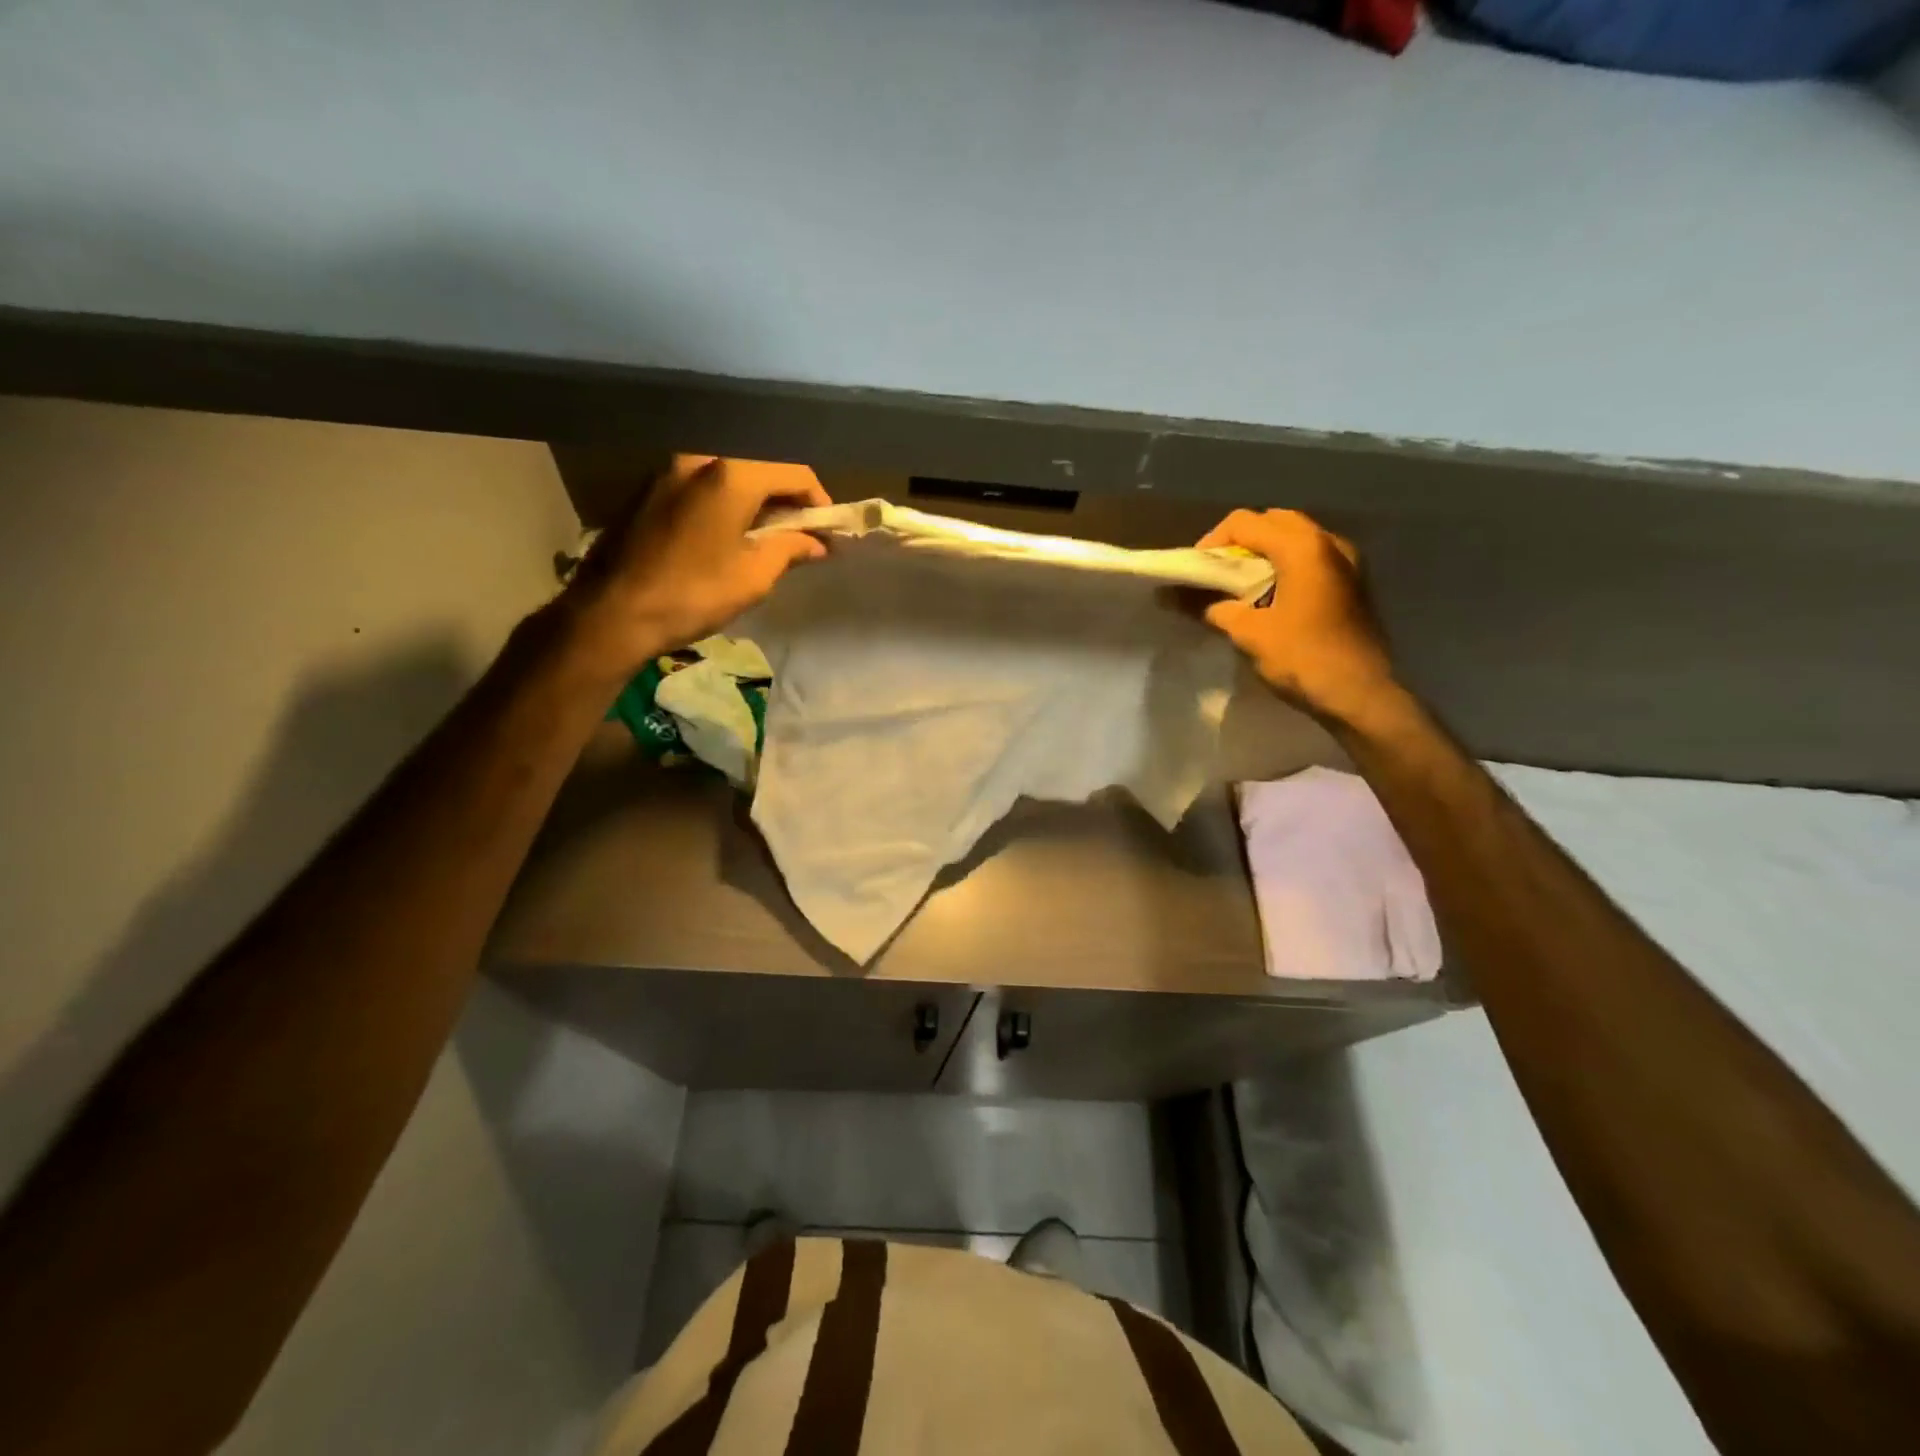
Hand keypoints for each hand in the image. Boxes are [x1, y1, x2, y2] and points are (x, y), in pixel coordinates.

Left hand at [562, 455, 829, 679]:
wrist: (612, 611)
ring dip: (755, 500)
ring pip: (729, 474)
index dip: (818, 501)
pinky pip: (701, 484)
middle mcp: (699, 457)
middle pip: (760, 467)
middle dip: (786, 498)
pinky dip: (725, 502)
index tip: (827, 532)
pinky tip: (727, 535)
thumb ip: (791, 549)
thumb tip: (817, 544)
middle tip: (799, 534)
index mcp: (732, 473)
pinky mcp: (647, 488)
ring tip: (765, 537)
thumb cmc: (694, 593)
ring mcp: (668, 469)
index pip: (794, 471)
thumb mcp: (754, 575)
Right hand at [1198, 509, 1401, 727]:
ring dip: (1264, 553)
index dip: (1211, 543)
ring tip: (1240, 586)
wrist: (1360, 695)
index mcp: (1302, 547)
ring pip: (1295, 537)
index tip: (1196, 573)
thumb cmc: (1303, 658)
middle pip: (1273, 521)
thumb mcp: (1248, 633)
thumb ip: (1212, 607)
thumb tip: (1176, 597)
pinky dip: (1285, 565)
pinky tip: (1270, 596)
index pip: (1244, 523)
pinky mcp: (1351, 582)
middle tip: (1217, 574)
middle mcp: (1328, 542)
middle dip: (1240, 542)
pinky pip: (1311, 557)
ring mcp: (1346, 561)